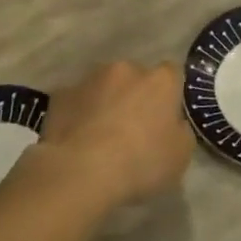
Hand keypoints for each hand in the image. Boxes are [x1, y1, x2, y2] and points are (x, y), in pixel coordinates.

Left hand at [32, 62, 193, 209]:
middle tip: (132, 129)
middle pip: (135, 78)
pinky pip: (76, 101)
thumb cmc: (140, 162)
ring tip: (100, 136)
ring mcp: (90, 79)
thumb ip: (180, 131)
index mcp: (160, 81)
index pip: (173, 74)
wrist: (80, 170)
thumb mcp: (180, 156)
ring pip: (103, 86)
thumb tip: (173, 123)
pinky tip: (76, 139)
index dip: (170, 95)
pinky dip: (79, 113)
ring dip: (106, 102)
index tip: (165, 118)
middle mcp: (126, 69)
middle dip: (135, 96)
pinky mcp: (61, 94)